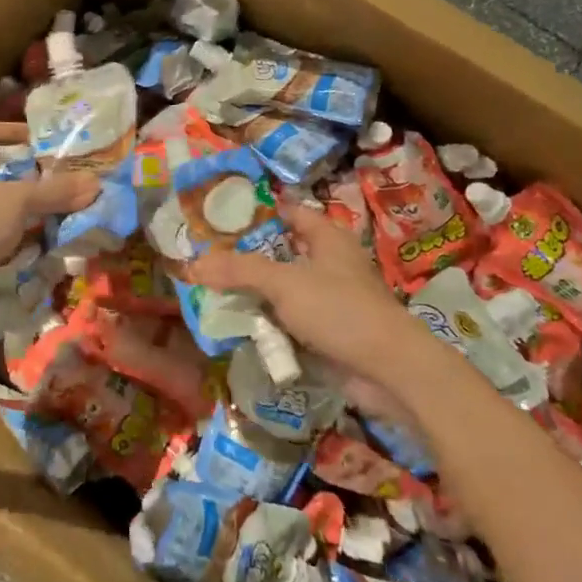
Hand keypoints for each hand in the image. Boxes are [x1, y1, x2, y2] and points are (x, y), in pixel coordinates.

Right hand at [195, 201, 432, 391]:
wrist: (388, 370)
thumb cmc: (338, 309)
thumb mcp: (282, 282)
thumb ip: (238, 270)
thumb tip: (193, 264)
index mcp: (327, 238)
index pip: (289, 212)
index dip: (258, 211)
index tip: (221, 216)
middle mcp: (330, 263)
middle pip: (281, 252)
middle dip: (246, 257)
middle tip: (206, 257)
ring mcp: (330, 300)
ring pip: (282, 290)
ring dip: (254, 294)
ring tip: (211, 290)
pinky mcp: (328, 332)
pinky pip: (289, 321)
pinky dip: (267, 323)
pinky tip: (237, 325)